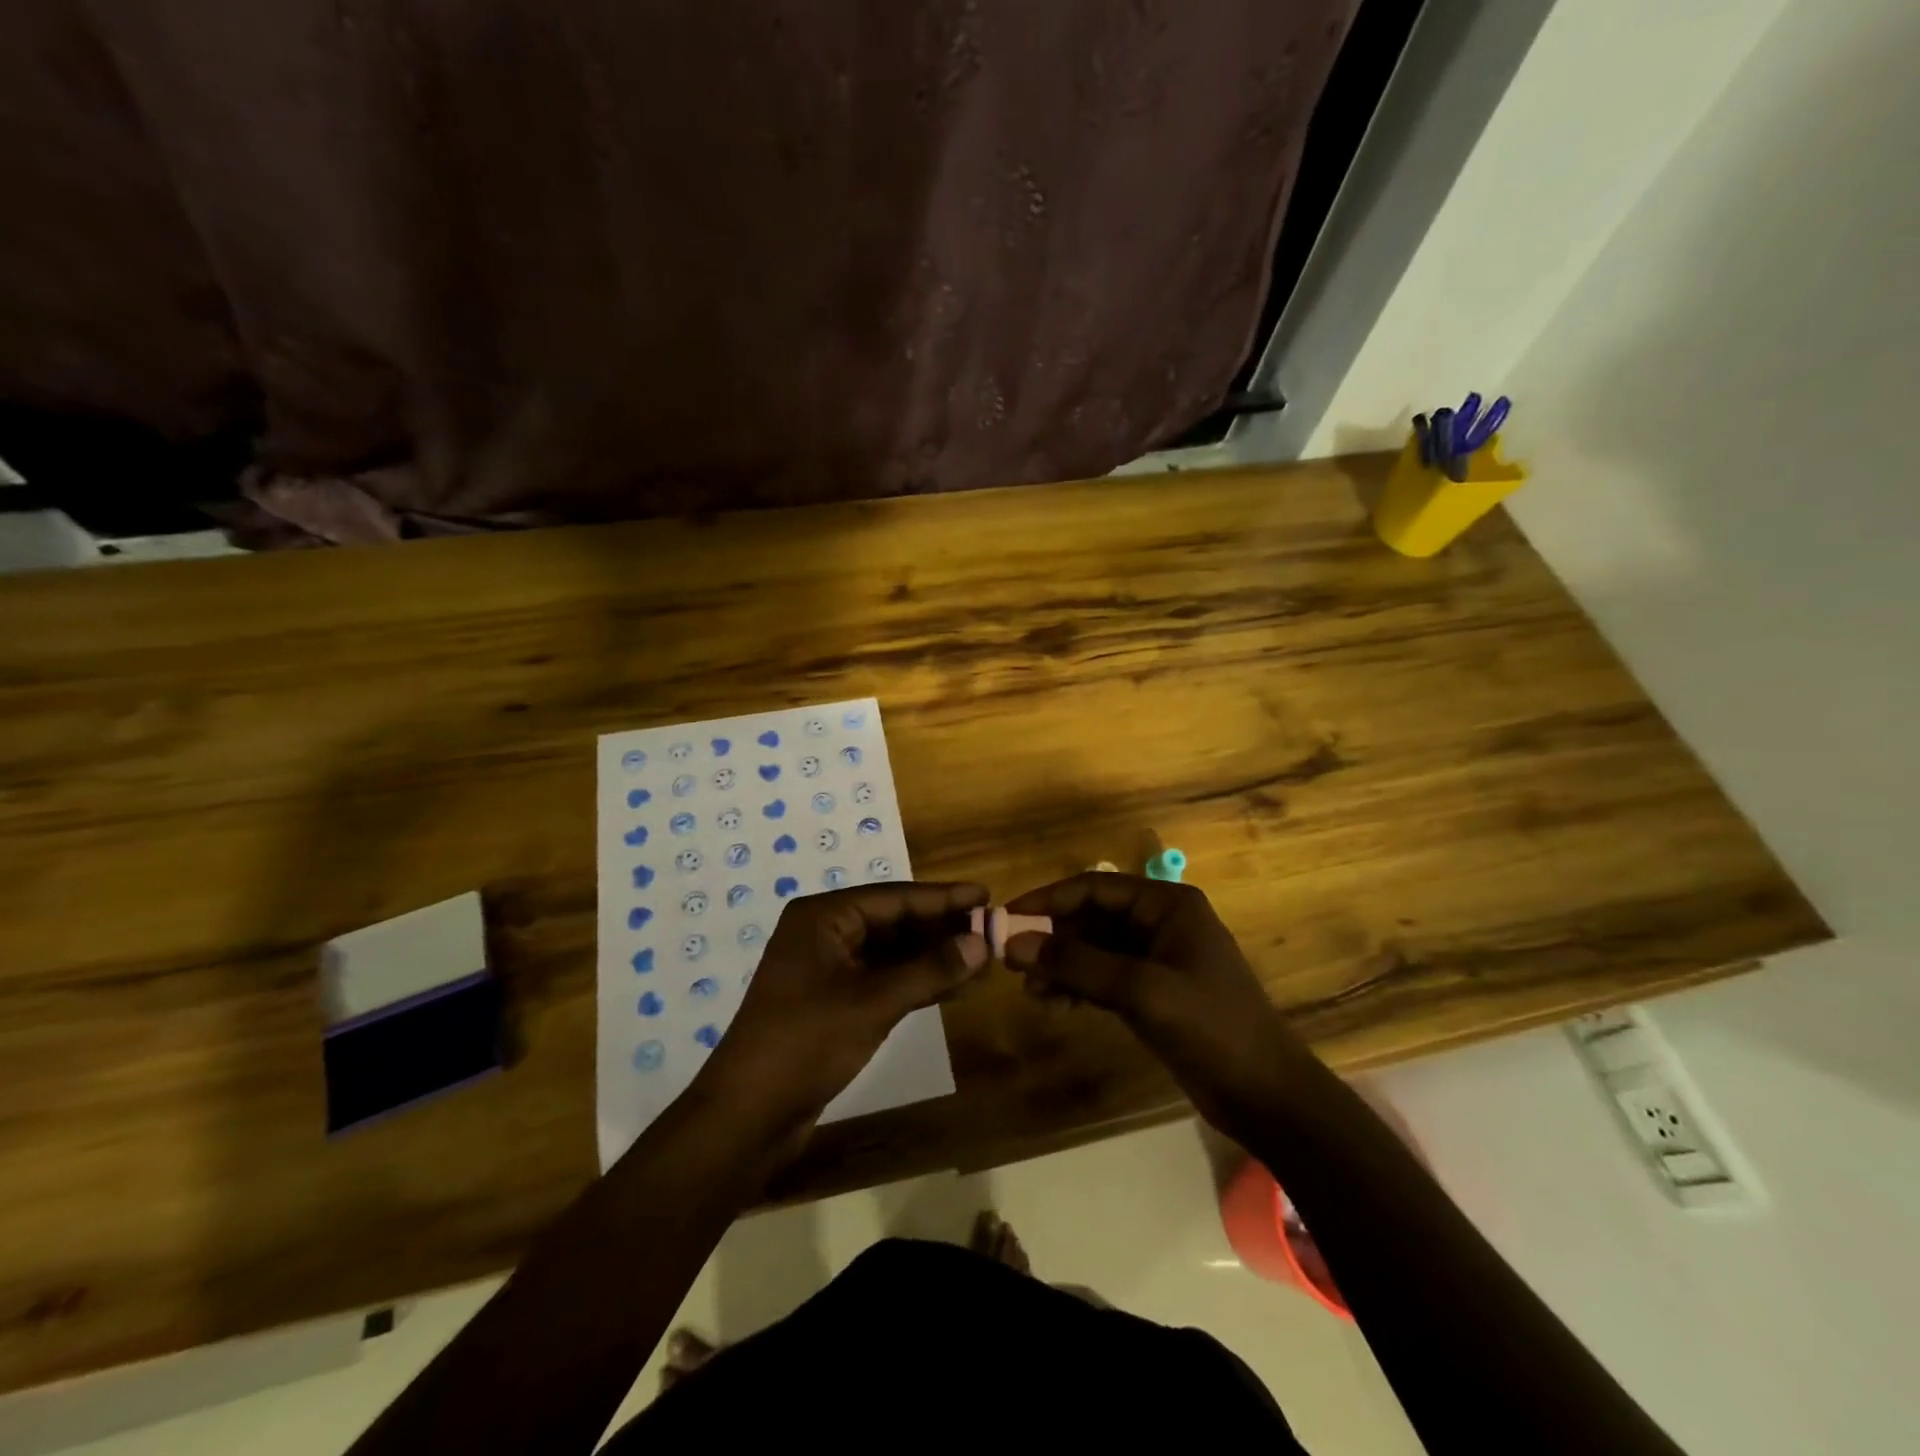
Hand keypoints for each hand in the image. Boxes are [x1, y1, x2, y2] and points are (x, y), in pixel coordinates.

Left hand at [702, 881, 989, 1130]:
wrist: (747, 1115)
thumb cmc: (806, 1043)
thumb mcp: (874, 1002)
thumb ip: (930, 970)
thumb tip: (980, 942)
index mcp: (823, 917)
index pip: (894, 897)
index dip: (943, 897)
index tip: (985, 894)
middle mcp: (824, 934)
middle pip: (894, 922)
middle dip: (941, 928)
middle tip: (990, 929)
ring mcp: (827, 970)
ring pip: (891, 953)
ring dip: (933, 958)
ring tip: (982, 959)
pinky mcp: (833, 1002)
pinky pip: (883, 980)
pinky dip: (917, 983)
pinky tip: (955, 987)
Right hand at [1002, 874, 1310, 1130]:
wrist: (1266, 1096)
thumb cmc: (1210, 1027)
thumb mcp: (1140, 990)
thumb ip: (1076, 964)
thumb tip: (1013, 942)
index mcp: (1166, 904)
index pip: (1094, 888)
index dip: (1048, 900)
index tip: (1007, 917)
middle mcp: (1159, 922)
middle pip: (1091, 918)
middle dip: (1052, 939)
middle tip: (1011, 962)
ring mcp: (1156, 959)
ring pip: (1094, 950)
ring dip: (1061, 966)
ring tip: (1030, 992)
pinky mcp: (1153, 992)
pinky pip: (1104, 977)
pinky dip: (1078, 987)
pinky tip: (1054, 1005)